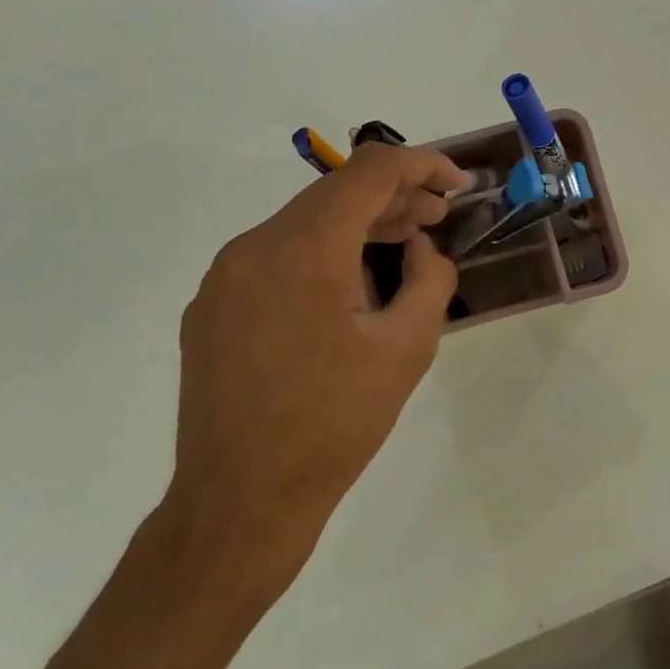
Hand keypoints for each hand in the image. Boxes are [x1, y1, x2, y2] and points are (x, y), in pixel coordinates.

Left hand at [163, 143, 466, 612]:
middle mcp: (255, 246)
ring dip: (357, 226)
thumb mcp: (407, 349)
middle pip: (335, 193)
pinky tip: (347, 288)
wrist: (239, 503)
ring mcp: (225, 277)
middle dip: (394, 197)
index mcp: (304, 249)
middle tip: (437, 218)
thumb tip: (420, 249)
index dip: (422, 165)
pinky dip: (321, 254)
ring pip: (304, 224)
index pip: (370, 171)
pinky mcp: (212, 307)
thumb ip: (429, 279)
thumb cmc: (334, 425)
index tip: (456, 184)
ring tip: (402, 245)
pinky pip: (276, 257)